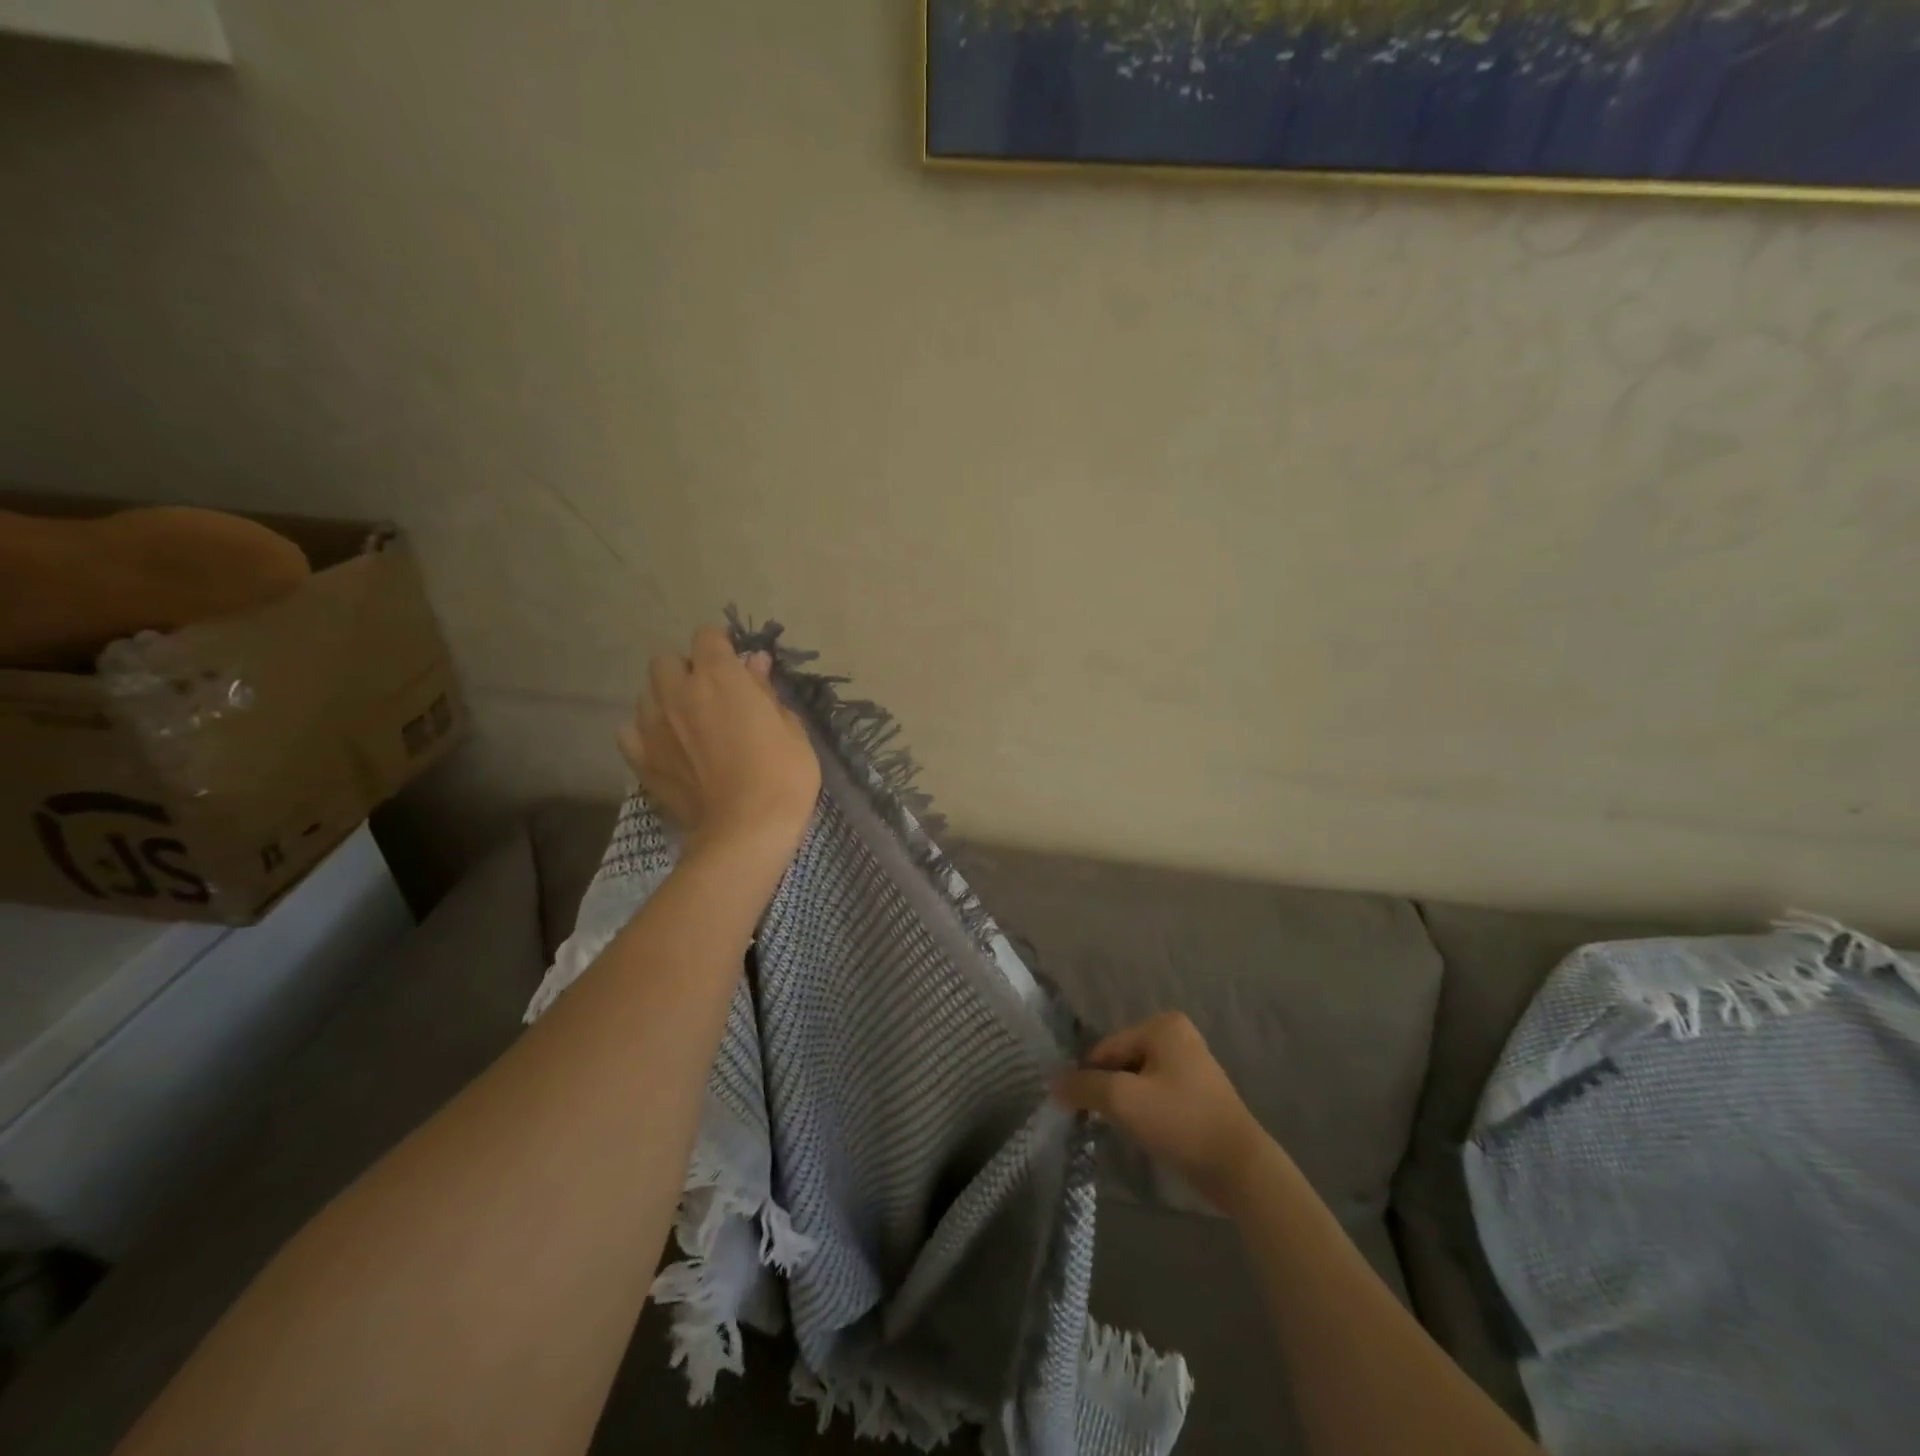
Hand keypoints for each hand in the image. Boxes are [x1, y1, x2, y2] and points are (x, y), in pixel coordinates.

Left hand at [618, 624, 820, 859]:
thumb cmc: (782, 775)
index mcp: (719, 677)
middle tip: (712, 696)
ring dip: (666, 699)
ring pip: (647, 693)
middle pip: (667, 661)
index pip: (707, 636)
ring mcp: (652, 726)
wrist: (746, 832)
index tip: (737, 665)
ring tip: (688, 723)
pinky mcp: (641, 759)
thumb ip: (765, 690)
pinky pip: (631, 731)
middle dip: (687, 670)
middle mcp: (678, 692)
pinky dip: (646, 732)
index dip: (723, 646)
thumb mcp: (791, 727)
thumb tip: (754, 663)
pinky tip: (666, 746)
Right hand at [1053, 1012, 1269, 1213]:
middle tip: (1106, 1122)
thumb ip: (1084, 1087)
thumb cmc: (1180, 1122)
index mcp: (1162, 1025)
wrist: (1239, 1167)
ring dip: (1127, 1103)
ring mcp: (1192, 1063)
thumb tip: (1053, 1084)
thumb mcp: (1123, 1101)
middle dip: (1110, 1090)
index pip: (1106, 1048)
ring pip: (1138, 1080)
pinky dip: (1146, 1110)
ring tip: (1126, 1130)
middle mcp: (1178, 1034)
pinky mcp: (1199, 1092)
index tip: (1081, 1110)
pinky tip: (1147, 1133)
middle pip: (1121, 1062)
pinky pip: (1157, 1093)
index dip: (1090, 1079)